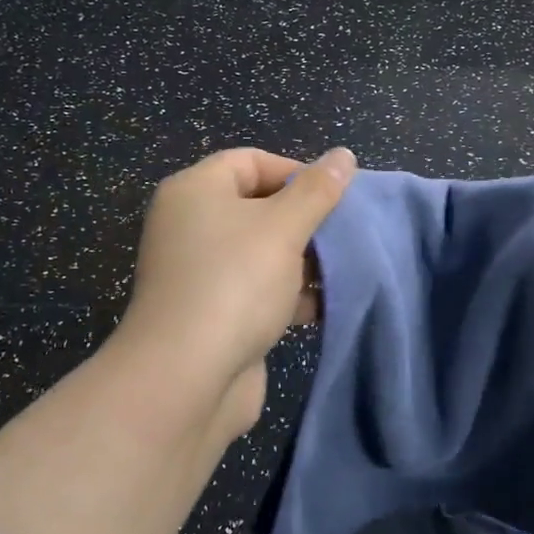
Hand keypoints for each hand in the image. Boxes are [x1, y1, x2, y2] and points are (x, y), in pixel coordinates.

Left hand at [118, 147, 355, 435]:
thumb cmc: (235, 283)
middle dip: (306, 220)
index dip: (296, 171)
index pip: (250, 161)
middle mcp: (191, 226)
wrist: (186, 379)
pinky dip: (290, 294)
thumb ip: (316, 191)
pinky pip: (259, 290)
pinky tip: (327, 305)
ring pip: (263, 252)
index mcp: (195, 191)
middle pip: (259, 207)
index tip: (336, 196)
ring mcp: (201, 273)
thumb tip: (343, 155)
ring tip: (346, 269)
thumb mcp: (283, 227)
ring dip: (304, 261)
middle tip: (346, 233)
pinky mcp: (214, 313)